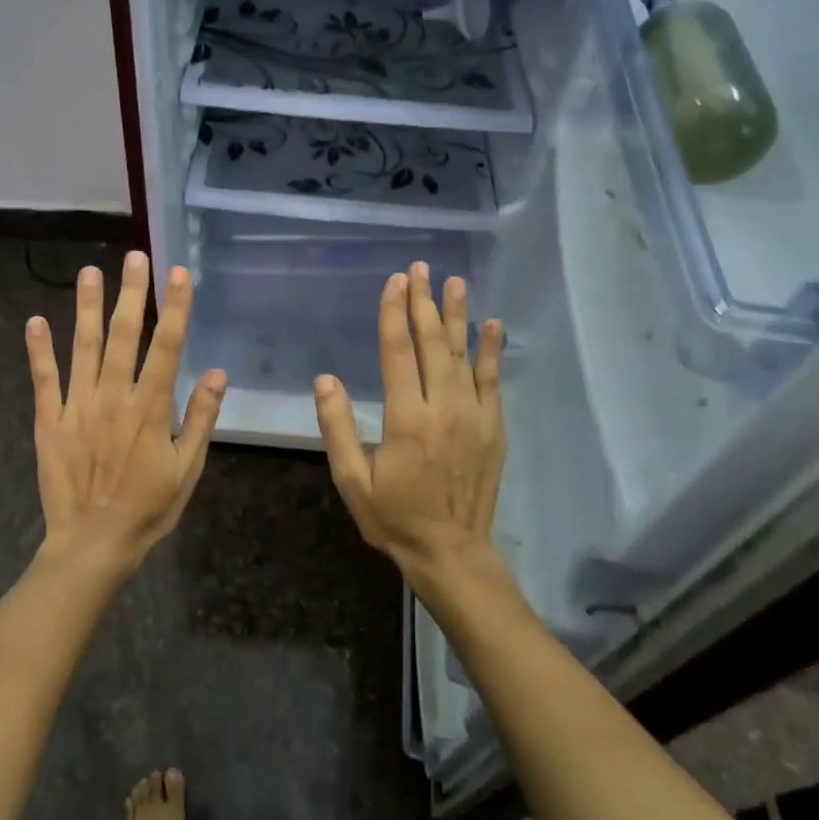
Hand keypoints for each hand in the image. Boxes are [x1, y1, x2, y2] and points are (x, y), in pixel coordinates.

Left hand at [25, 251, 225, 578]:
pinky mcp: (48, 421)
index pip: (167, 347)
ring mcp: (77, 407)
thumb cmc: (148, 509)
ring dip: (86, 307)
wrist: (92, 543)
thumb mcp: (187, 470)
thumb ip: (200, 419)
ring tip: (89, 271)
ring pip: (82, 347)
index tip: (178, 274)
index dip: (174, 308)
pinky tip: (35, 321)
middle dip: (131, 293)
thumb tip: (218, 373)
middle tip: (134, 257)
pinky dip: (39, 350)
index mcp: (150, 408)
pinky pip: (43, 380)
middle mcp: (114, 397)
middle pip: (123, 336)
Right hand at [313, 262, 506, 586]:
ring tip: (454, 282)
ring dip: (457, 315)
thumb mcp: (352, 480)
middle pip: (431, 344)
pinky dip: (492, 351)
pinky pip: (493, 380)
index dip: (394, 313)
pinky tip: (493, 325)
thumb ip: (338, 428)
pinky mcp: (493, 427)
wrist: (451, 551)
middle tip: (420, 268)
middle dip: (424, 302)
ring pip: (463, 354)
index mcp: (405, 418)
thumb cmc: (394, 517)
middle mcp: (442, 407)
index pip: (398, 352)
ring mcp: (473, 415)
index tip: (395, 281)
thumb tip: (325, 380)